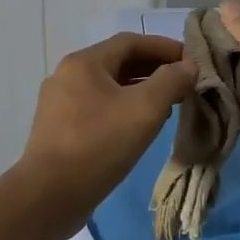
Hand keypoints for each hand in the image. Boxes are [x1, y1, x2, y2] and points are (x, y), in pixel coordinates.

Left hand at [19, 32, 194, 230]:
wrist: (48, 197)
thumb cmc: (98, 145)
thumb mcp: (144, 110)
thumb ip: (170, 81)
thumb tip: (188, 66)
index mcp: (84, 63)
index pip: (130, 42)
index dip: (164, 47)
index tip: (191, 60)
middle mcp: (67, 76)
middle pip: (118, 62)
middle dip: (154, 70)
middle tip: (184, 83)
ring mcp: (60, 104)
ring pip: (108, 87)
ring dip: (140, 91)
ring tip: (169, 105)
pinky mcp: (59, 130)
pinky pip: (98, 108)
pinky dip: (123, 109)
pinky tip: (140, 127)